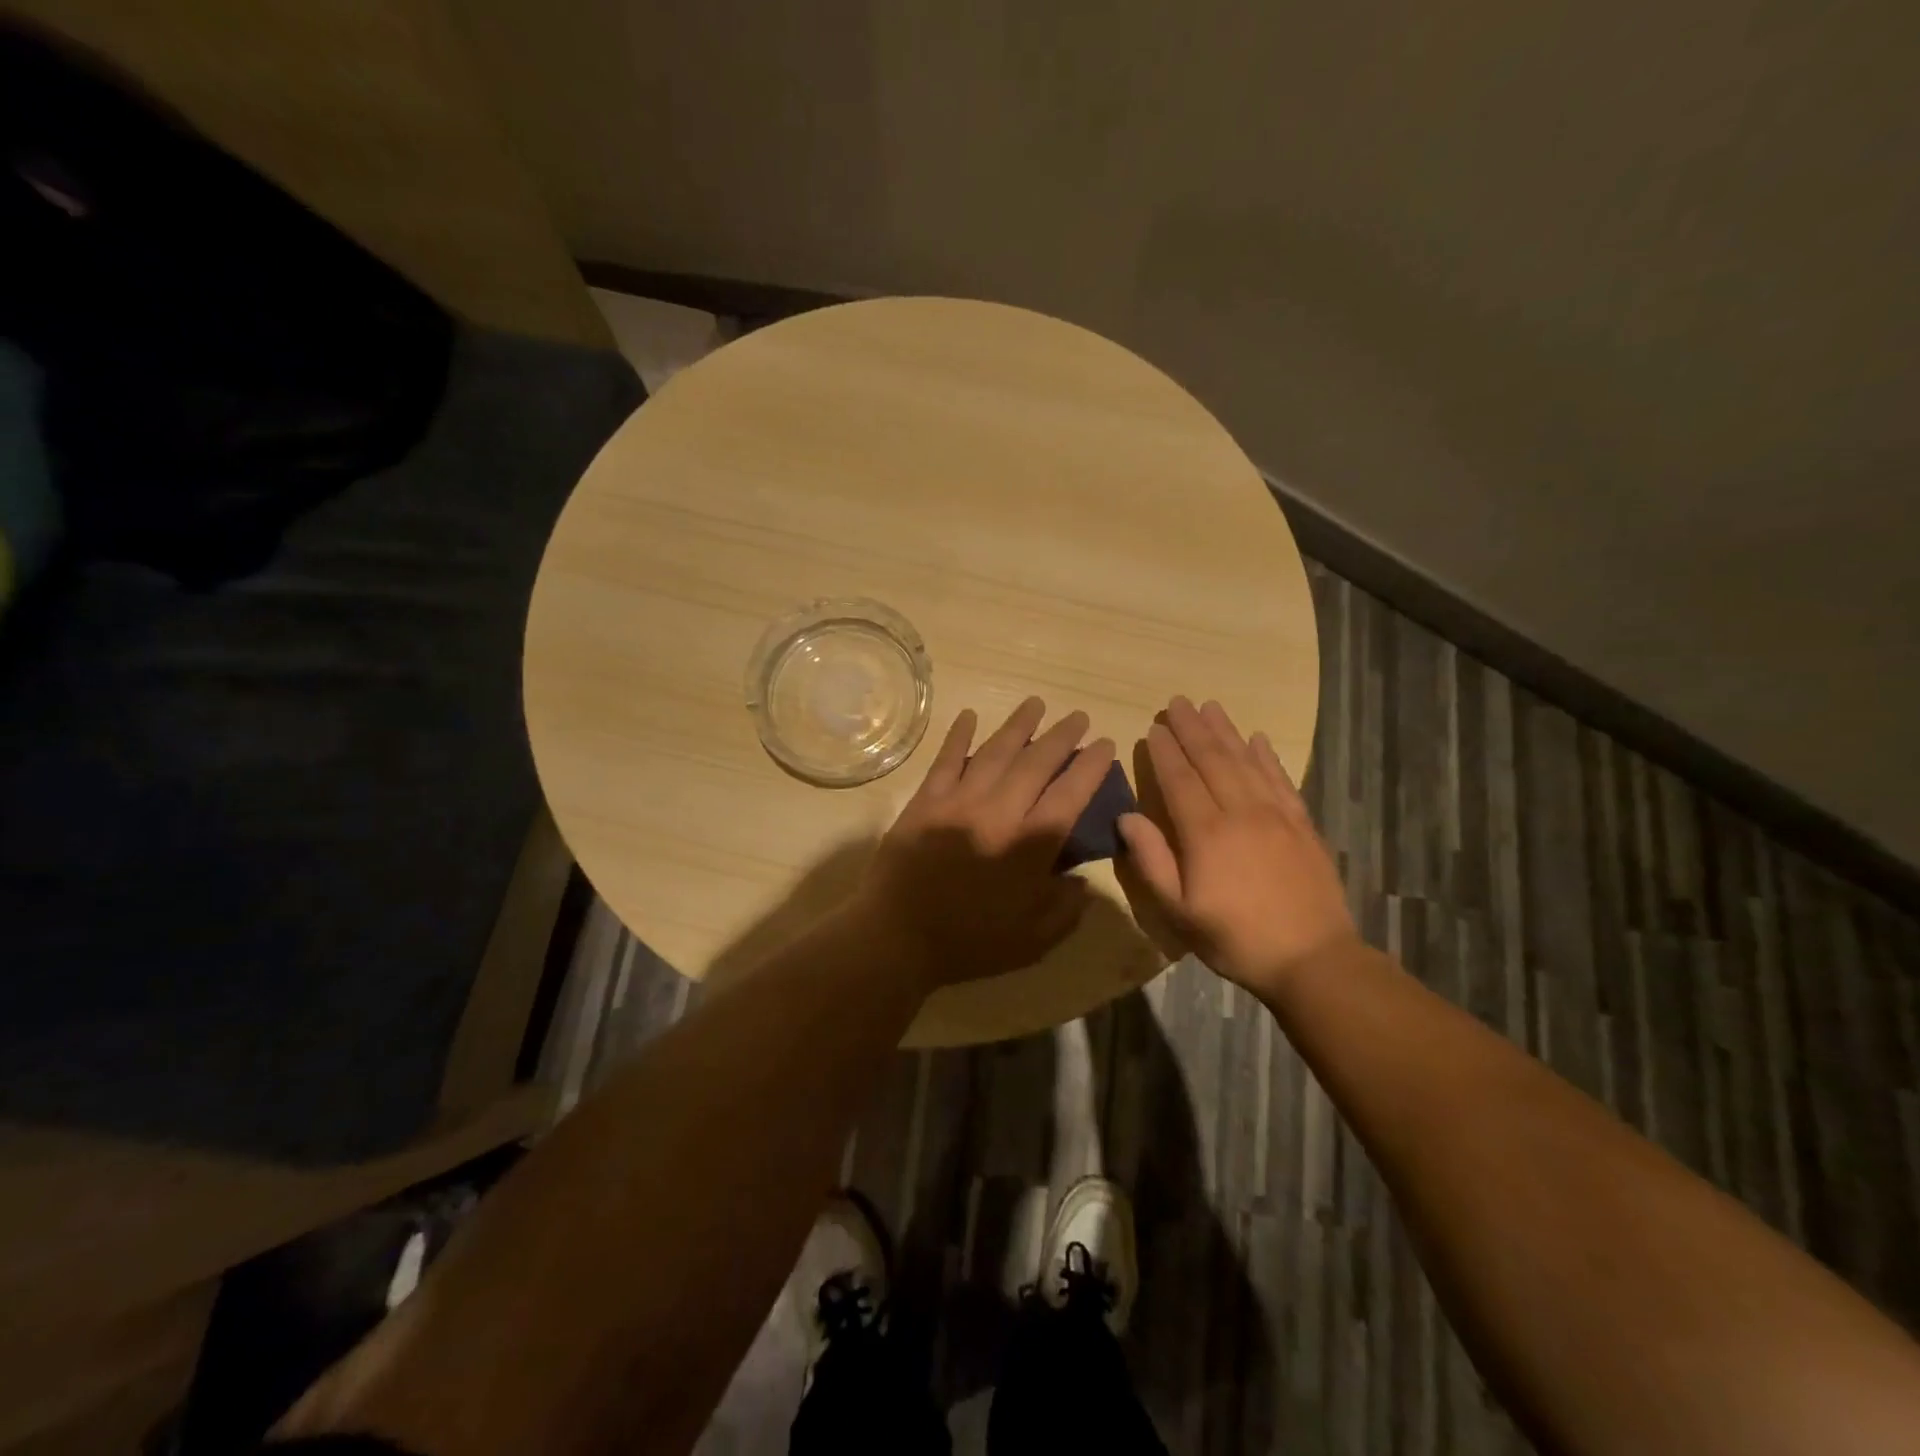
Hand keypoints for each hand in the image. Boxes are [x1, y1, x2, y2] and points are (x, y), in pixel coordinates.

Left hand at [851, 697, 1115, 992]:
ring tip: (1036, 704)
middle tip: (1077, 716)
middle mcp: (998, 813)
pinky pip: (945, 760)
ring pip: (994, 753)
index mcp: (1029, 846)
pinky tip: (969, 716)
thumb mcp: (1034, 941)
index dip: (1090, 766)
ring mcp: (958, 802)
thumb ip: (1066, 908)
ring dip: (1018, 726)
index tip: (1104, 744)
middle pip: (1035, 764)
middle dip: (1061, 737)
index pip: (1069, 794)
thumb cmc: (969, 943)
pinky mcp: (925, 802)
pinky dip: (958, 736)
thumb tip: (1082, 879)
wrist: (897, 937)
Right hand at [1116, 696, 1355, 997]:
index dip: (1165, 752)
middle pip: (1213, 760)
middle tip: (1178, 702)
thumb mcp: (1179, 910)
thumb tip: (1127, 817)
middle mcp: (1241, 812)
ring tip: (1211, 706)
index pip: (1180, 779)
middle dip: (1192, 729)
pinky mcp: (1302, 824)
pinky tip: (1258, 739)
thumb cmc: (1235, 938)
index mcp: (1206, 833)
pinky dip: (1267, 756)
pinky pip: (1281, 779)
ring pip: (1246, 761)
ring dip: (1226, 731)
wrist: (1313, 959)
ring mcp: (1276, 815)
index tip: (1153, 727)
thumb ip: (1152, 860)